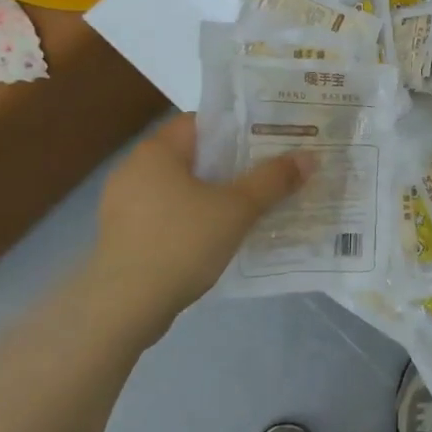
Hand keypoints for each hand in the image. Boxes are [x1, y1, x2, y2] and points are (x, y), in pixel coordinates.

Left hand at [92, 114, 314, 314]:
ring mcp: (123, 204)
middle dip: (231, 165)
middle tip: (268, 174)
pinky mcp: (122, 236)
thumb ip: (273, 180)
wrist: (122, 309)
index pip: (202, 123)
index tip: (269, 143)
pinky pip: (166, 214)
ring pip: (180, 188)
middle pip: (193, 156)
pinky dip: (192, 219)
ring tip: (250, 206)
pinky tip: (217, 236)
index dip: (237, 130)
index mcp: (156, 151)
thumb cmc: (180, 243)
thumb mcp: (236, 209)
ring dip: (213, 195)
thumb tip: (309, 157)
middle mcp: (133, 169)